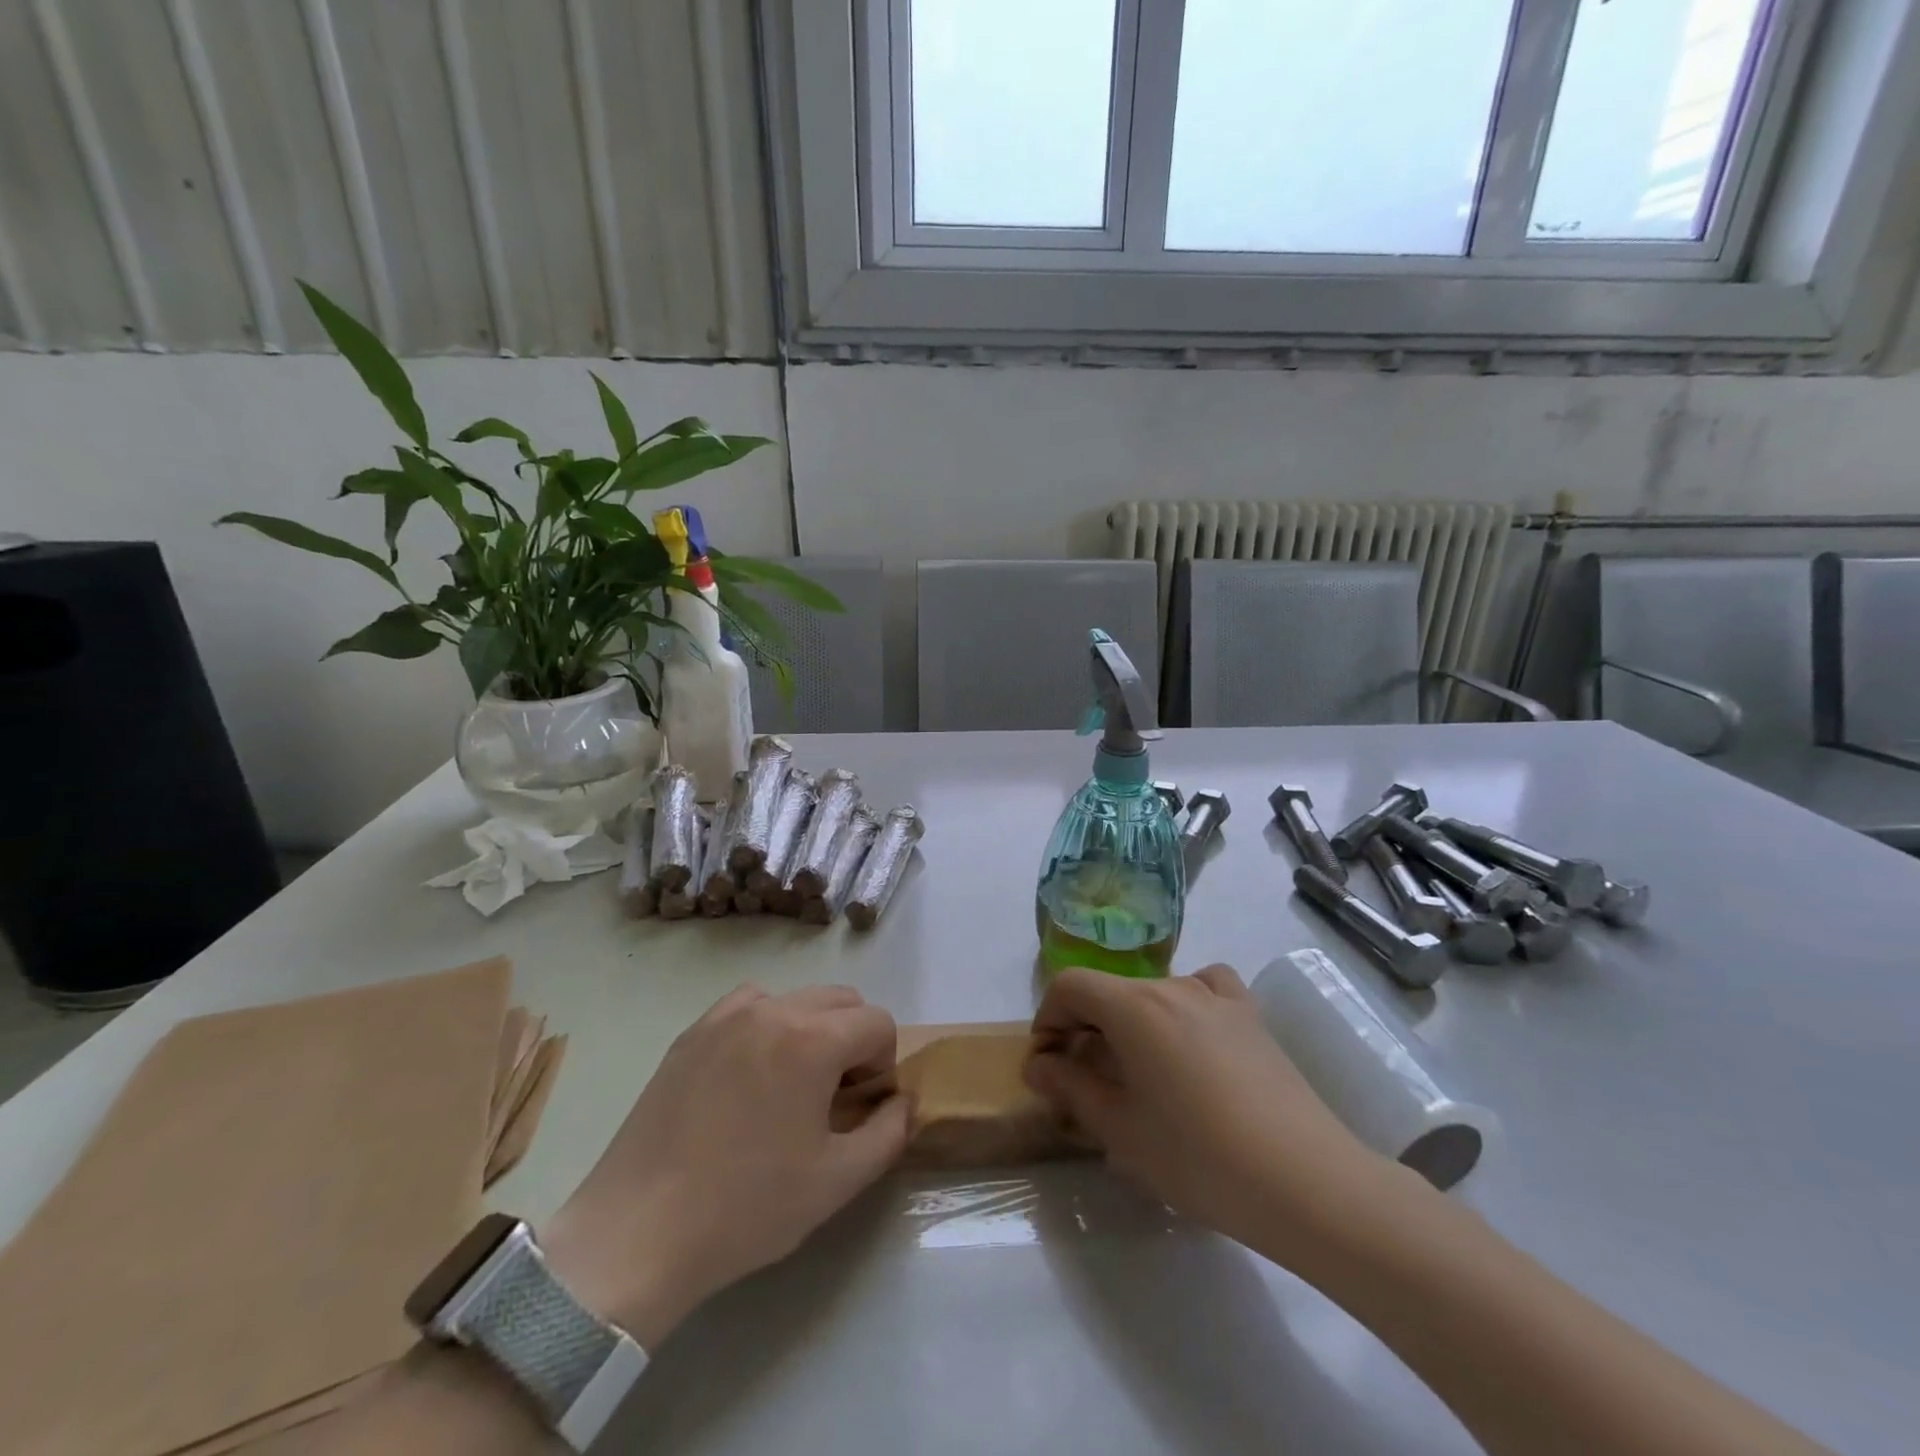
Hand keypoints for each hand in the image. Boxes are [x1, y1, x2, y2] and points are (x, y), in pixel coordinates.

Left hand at [542, 985, 910, 1348]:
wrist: (638, 1233)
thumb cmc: (747, 1207)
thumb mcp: (838, 1181)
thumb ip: (890, 1132)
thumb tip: (904, 1101)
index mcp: (813, 1038)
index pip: (878, 1022)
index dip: (884, 1064)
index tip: (862, 1108)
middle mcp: (773, 1009)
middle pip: (841, 1000)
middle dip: (854, 1040)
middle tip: (835, 1097)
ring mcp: (726, 1016)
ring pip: (796, 998)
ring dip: (812, 1029)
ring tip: (792, 1085)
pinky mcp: (692, 1032)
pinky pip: (748, 1005)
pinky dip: (767, 1025)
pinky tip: (750, 1074)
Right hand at [1024, 965, 1390, 1258]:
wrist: (1305, 1182)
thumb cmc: (1198, 1157)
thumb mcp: (1120, 1130)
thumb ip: (1071, 1088)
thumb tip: (1038, 1064)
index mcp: (1133, 1005)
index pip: (1070, 986)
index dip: (1048, 1018)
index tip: (1047, 1062)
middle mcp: (1172, 985)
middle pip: (1111, 991)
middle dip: (1086, 1028)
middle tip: (1086, 1082)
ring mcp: (1217, 996)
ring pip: (1154, 994)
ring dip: (1131, 1023)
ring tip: (1140, 1073)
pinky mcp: (1251, 1016)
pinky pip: (1205, 991)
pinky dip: (1184, 1007)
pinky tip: (1192, 1041)